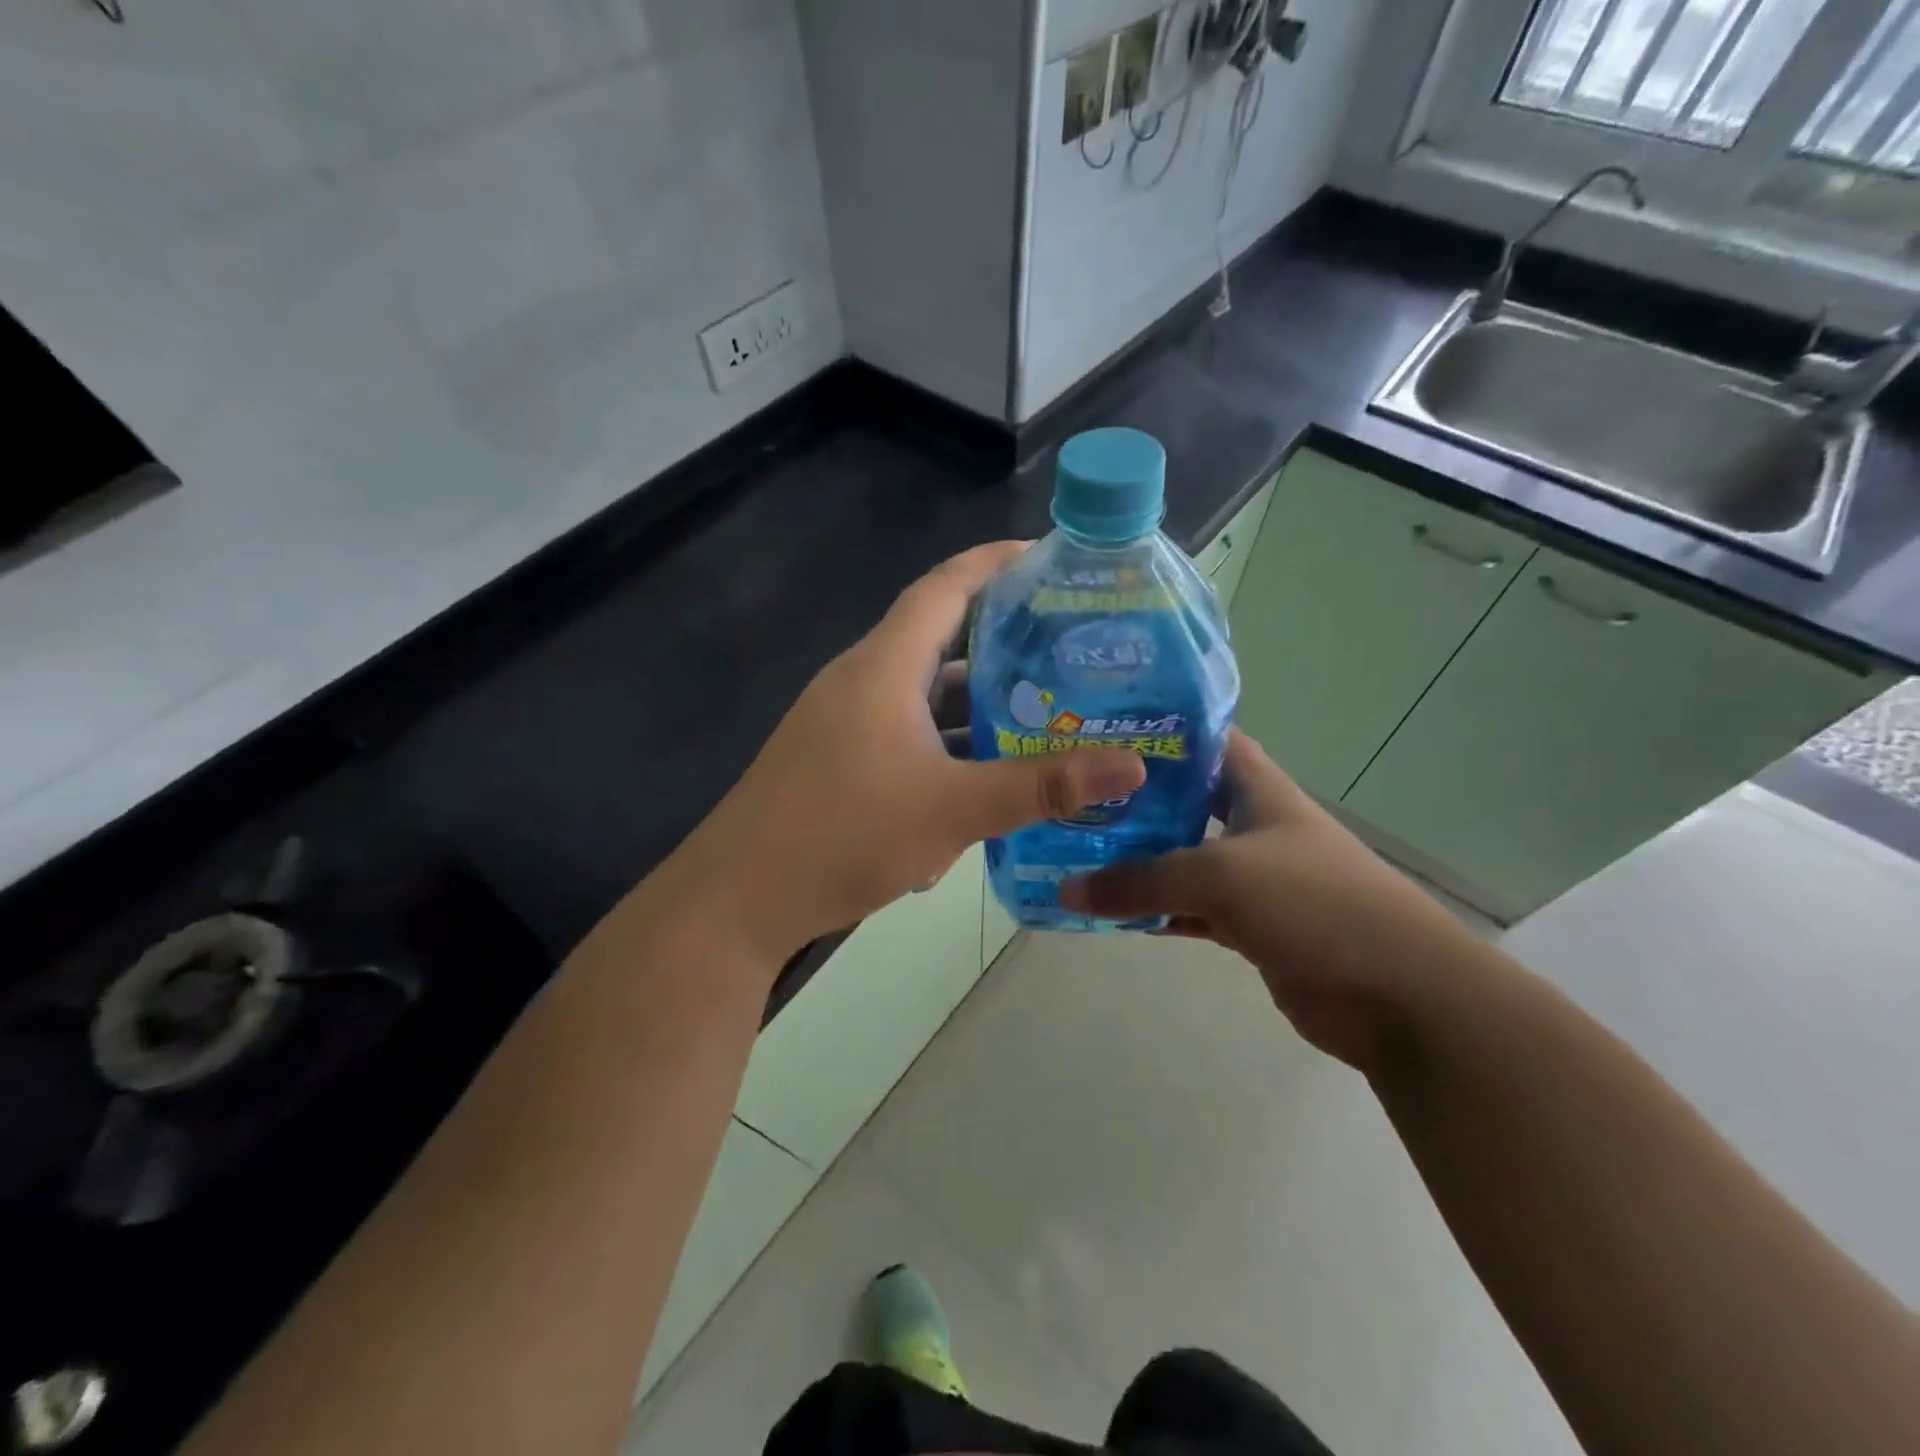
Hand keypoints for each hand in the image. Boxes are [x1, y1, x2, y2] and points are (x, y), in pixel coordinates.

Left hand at [677, 543, 1146, 963]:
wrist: (738, 902)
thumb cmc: (842, 836)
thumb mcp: (952, 810)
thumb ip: (1041, 787)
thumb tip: (1132, 766)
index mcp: (883, 668)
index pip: (944, 588)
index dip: (994, 563)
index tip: (1050, 558)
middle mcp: (862, 683)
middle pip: (940, 641)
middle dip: (1004, 641)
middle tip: (1070, 648)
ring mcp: (846, 726)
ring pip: (925, 698)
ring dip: (978, 705)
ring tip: (1045, 713)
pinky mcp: (840, 764)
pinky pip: (907, 737)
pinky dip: (949, 747)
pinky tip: (988, 781)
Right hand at [1060, 730, 1483, 1069]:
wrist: (1399, 994)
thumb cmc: (1314, 904)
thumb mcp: (1221, 876)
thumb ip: (1142, 881)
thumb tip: (1067, 890)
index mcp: (1258, 789)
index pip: (1205, 739)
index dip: (1158, 729)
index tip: (1099, 729)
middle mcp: (1252, 824)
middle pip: (1182, 800)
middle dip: (1131, 798)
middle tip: (1070, 796)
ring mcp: (1251, 877)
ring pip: (1180, 859)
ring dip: (1135, 860)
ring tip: (1073, 850)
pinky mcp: (1249, 925)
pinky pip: (1187, 909)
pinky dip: (1153, 912)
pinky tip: (1107, 912)